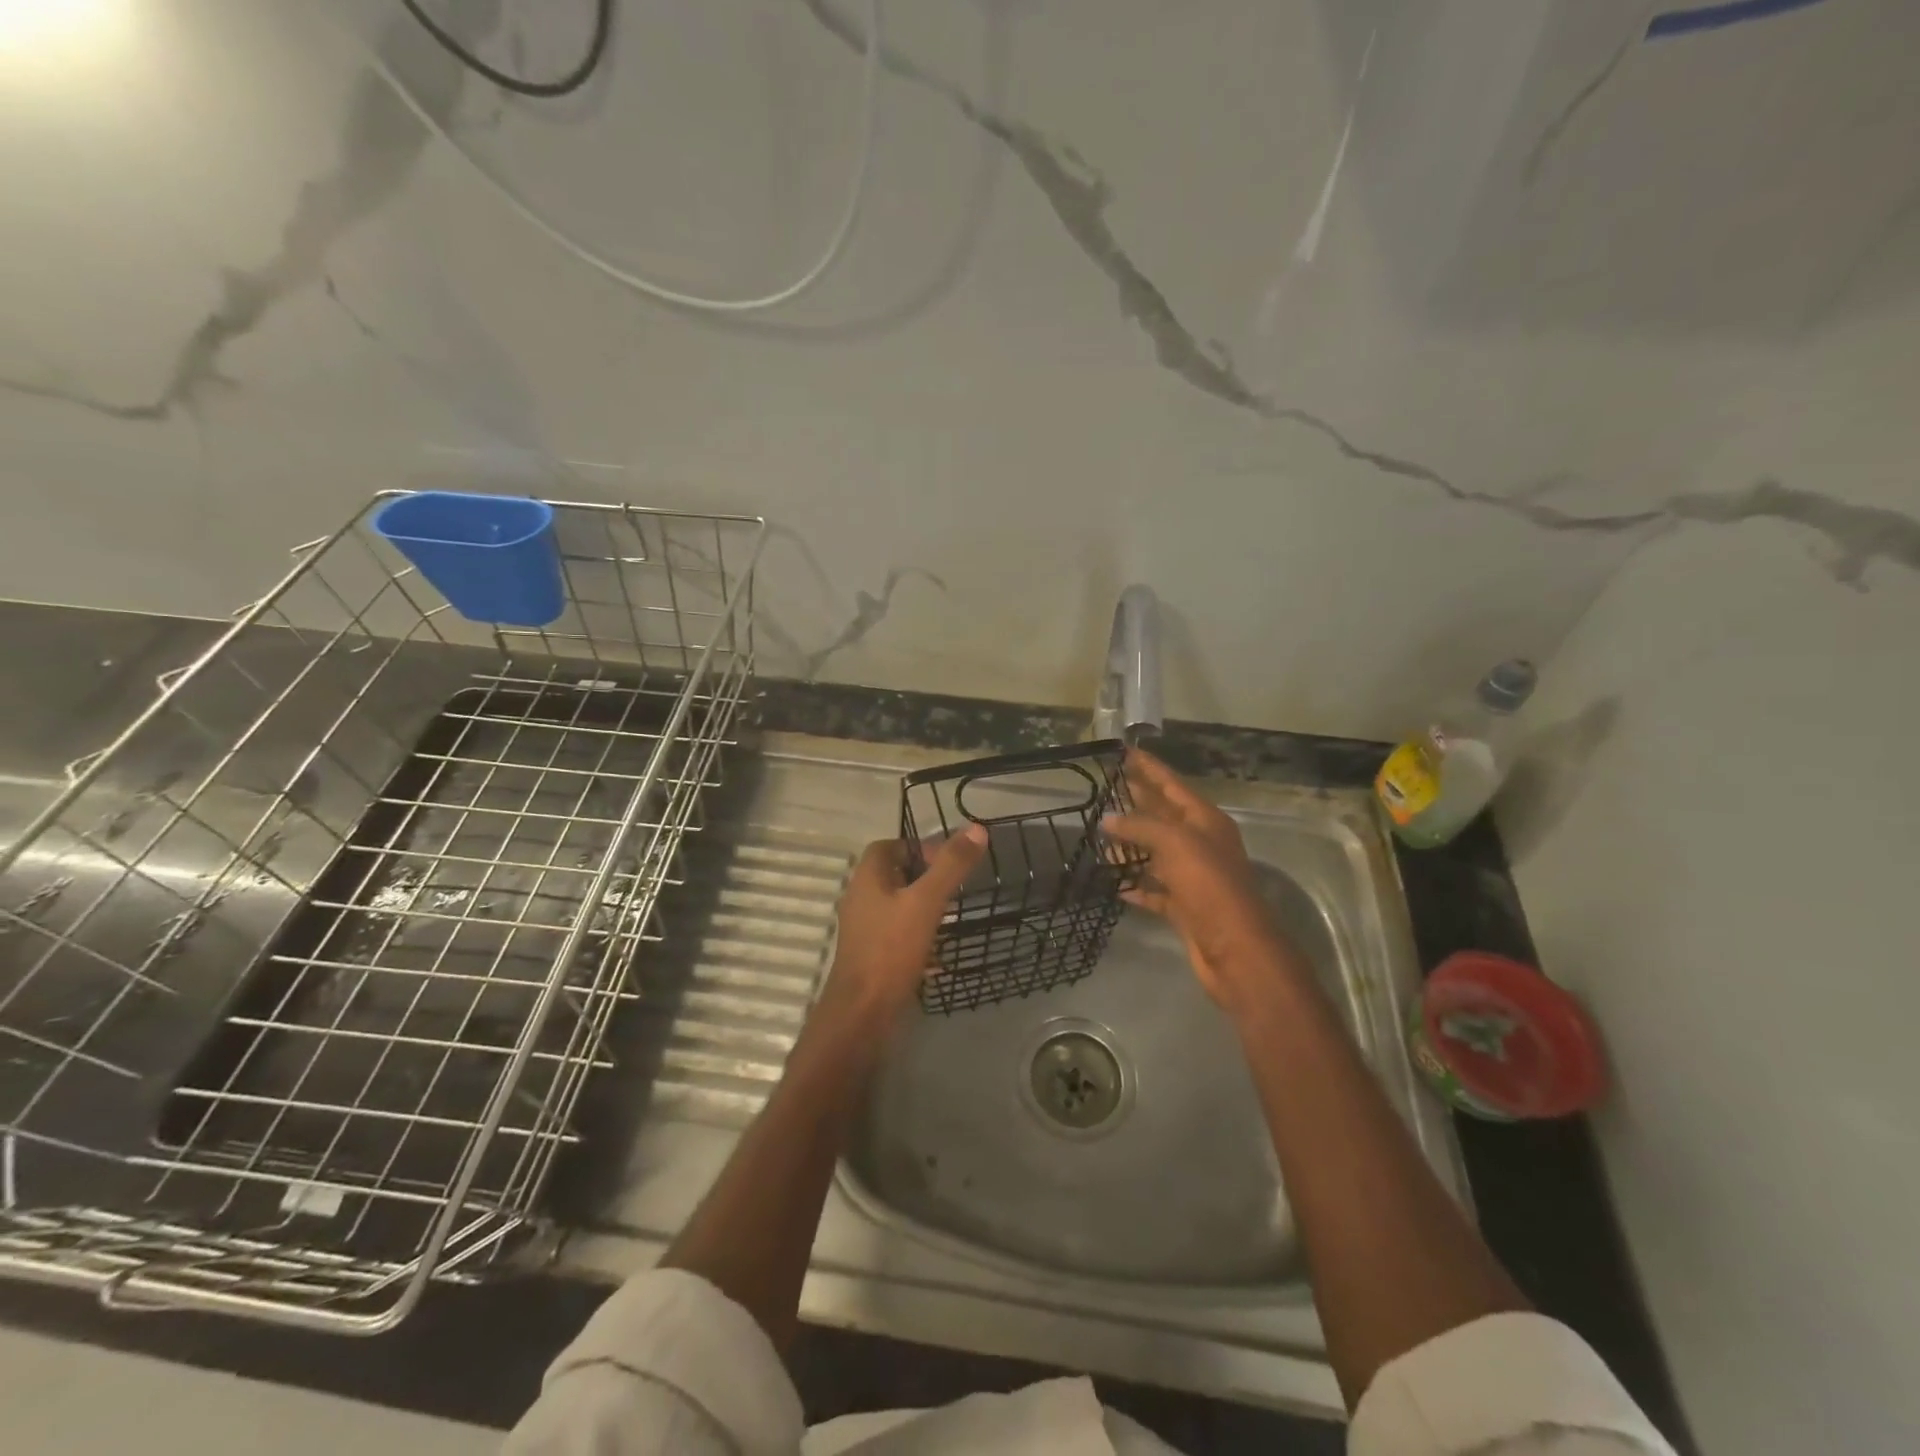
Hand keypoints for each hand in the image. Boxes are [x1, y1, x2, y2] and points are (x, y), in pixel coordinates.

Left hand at [818, 826, 987, 1024]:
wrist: (863, 1013)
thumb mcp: (927, 902)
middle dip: (924, 876)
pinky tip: (939, 951)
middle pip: (893, 875)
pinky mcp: (872, 956)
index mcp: (867, 879)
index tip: (946, 859)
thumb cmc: (891, 950)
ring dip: (922, 905)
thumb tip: (976, 828)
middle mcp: (861, 900)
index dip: (917, 846)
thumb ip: (950, 866)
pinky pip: (896, 934)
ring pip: (896, 906)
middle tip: (954, 885)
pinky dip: (918, 934)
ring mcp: (864, 930)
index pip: (888, 846)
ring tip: (951, 914)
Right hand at [1103, 748, 1298, 1014]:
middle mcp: (1201, 844)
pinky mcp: (1184, 906)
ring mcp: (1193, 876)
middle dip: (1137, 801)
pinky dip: (1136, 884)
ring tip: (1100, 835)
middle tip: (1106, 787)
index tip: (1124, 752)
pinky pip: (1155, 889)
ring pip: (1156, 853)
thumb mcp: (1175, 843)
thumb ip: (1140, 826)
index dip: (1149, 767)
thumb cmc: (1209, 885)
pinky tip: (1114, 882)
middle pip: (1164, 816)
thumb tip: (1108, 818)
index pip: (1172, 784)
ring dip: (1131, 845)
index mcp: (1205, 821)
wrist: (1235, 948)